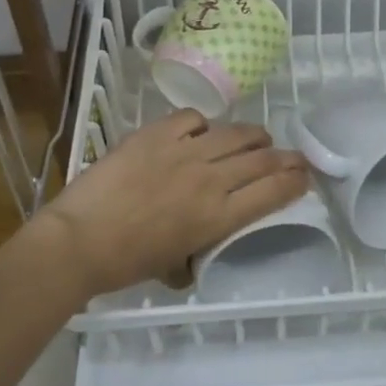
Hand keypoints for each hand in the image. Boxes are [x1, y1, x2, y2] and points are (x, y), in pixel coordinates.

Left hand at [35, 110, 309, 300]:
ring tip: (258, 137)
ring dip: (254, 135)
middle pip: (263, 159)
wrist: (80, 240)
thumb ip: (198, 249)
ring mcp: (184, 151)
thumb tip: (201, 245)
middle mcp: (210, 179)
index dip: (295, 181)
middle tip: (296, 156)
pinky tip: (200, 132)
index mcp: (218, 217)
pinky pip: (193, 119)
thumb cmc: (125, 264)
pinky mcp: (157, 133)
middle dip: (287, 157)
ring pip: (235, 133)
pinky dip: (204, 125)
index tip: (305, 177)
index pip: (272, 192)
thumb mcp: (175, 266)